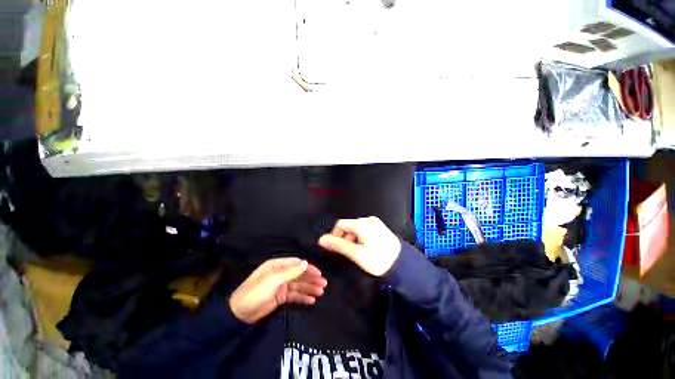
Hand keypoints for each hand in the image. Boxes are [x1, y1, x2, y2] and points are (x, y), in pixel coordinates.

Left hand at [229, 258, 326, 323]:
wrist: (239, 314)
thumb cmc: (255, 292)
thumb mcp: (273, 280)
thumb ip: (290, 271)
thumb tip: (306, 262)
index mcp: (277, 265)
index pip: (296, 264)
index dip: (308, 268)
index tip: (319, 273)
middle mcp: (281, 273)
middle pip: (300, 274)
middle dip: (312, 279)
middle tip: (324, 284)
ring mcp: (281, 286)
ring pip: (299, 285)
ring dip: (310, 288)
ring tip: (321, 292)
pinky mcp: (281, 297)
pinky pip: (295, 295)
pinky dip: (303, 297)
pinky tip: (312, 300)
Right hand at [318, 216, 400, 276]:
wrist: (402, 264)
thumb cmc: (378, 259)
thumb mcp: (356, 254)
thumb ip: (338, 245)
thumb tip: (321, 239)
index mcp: (361, 224)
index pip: (340, 224)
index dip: (335, 235)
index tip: (336, 249)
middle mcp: (368, 219)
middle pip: (349, 226)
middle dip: (345, 238)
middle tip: (349, 253)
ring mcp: (375, 222)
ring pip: (356, 228)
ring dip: (353, 238)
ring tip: (359, 252)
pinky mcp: (379, 226)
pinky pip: (364, 229)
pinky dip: (361, 237)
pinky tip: (366, 247)